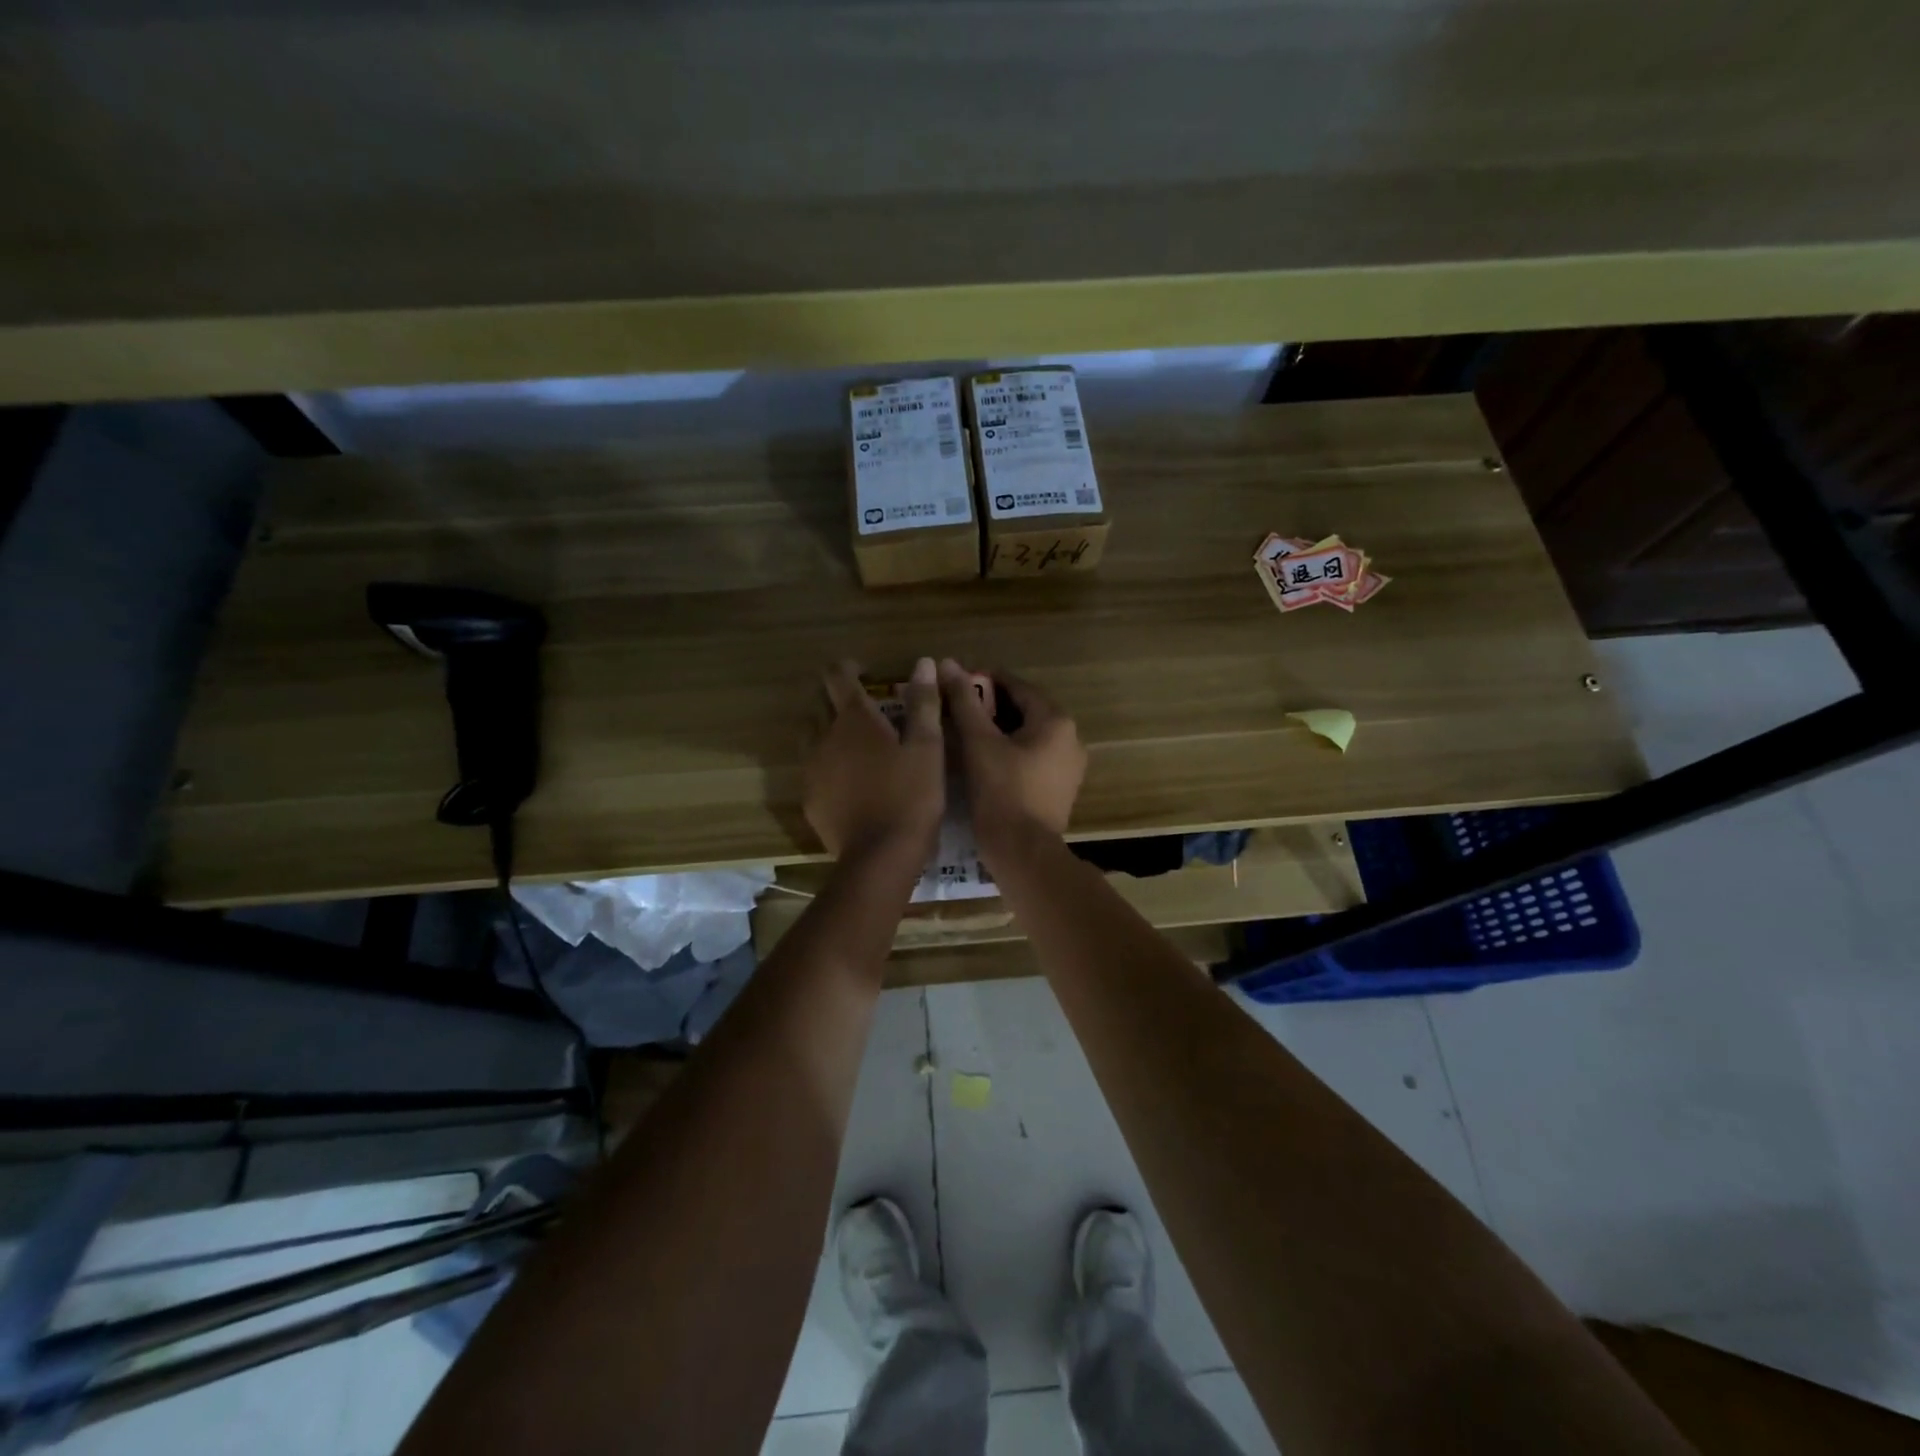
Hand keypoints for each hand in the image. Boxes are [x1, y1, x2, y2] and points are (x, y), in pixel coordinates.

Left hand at [803, 658, 944, 861]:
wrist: (880, 856)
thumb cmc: (911, 796)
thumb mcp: (928, 747)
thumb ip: (923, 703)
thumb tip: (924, 663)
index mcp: (854, 719)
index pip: (837, 676)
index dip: (848, 668)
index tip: (864, 672)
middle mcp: (824, 737)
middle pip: (818, 704)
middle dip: (836, 698)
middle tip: (864, 707)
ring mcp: (812, 769)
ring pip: (811, 736)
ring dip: (827, 729)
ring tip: (854, 742)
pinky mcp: (809, 798)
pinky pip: (813, 769)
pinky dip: (827, 763)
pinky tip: (848, 780)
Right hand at [939, 659, 1085, 854]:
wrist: (1024, 853)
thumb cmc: (1001, 793)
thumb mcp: (978, 743)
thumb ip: (964, 701)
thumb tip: (948, 663)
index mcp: (1056, 720)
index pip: (1017, 686)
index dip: (985, 681)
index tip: (956, 683)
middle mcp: (1071, 738)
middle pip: (1026, 710)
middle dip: (992, 707)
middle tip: (957, 709)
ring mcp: (1070, 766)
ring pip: (1030, 735)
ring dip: (1000, 730)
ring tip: (966, 733)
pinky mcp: (1062, 788)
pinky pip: (1035, 757)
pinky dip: (1012, 752)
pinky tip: (986, 760)